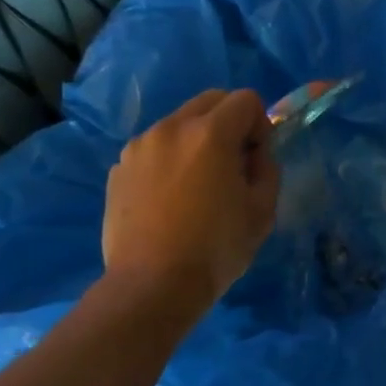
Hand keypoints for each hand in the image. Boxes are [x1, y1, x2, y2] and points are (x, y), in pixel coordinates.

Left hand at [102, 89, 278, 318]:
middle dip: (229, 123)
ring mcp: (139, 147)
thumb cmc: (216, 249)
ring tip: (198, 186)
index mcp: (210, 133)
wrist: (152, 285)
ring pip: (179, 124)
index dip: (261, 125)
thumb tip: (256, 155)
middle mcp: (171, 128)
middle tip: (233, 165)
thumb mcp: (263, 211)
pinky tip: (170, 201)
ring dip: (197, 141)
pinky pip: (154, 150)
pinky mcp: (118, 169)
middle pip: (210, 100)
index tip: (257, 159)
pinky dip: (169, 161)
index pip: (246, 99)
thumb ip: (267, 169)